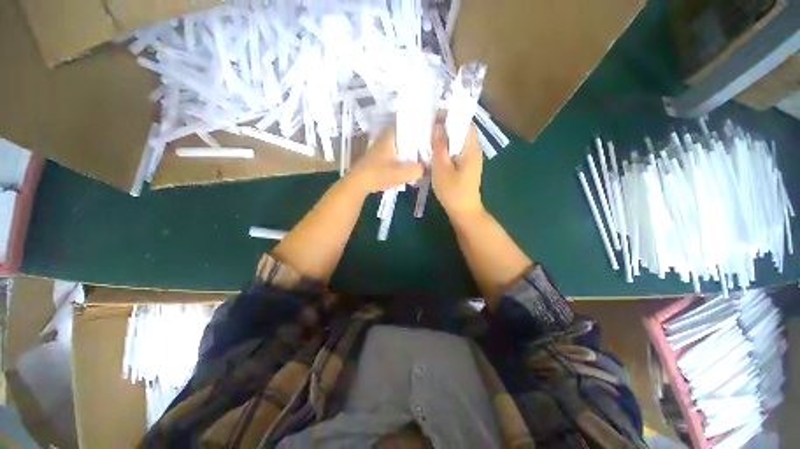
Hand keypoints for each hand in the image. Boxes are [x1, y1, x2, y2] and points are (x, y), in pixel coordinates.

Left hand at [348, 127, 424, 193]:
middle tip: (424, 156)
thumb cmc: (379, 174)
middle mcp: (384, 139)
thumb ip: (416, 170)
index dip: (419, 133)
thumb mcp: (401, 173)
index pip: (408, 128)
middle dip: (414, 148)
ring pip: (399, 149)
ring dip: (407, 156)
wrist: (358, 183)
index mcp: (390, 137)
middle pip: (404, 140)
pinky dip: (400, 162)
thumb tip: (424, 169)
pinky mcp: (377, 159)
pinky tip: (404, 171)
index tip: (428, 142)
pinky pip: (393, 157)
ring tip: (416, 164)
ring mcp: (379, 149)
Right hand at [431, 123, 483, 217]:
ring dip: (447, 138)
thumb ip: (440, 146)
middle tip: (430, 127)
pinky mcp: (467, 167)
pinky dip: (448, 149)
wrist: (464, 211)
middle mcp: (474, 151)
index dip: (452, 117)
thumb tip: (438, 125)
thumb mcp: (441, 168)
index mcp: (471, 149)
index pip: (465, 123)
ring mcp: (472, 160)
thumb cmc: (452, 191)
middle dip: (447, 127)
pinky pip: (457, 151)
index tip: (436, 116)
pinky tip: (437, 153)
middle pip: (462, 132)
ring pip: (459, 142)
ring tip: (431, 138)